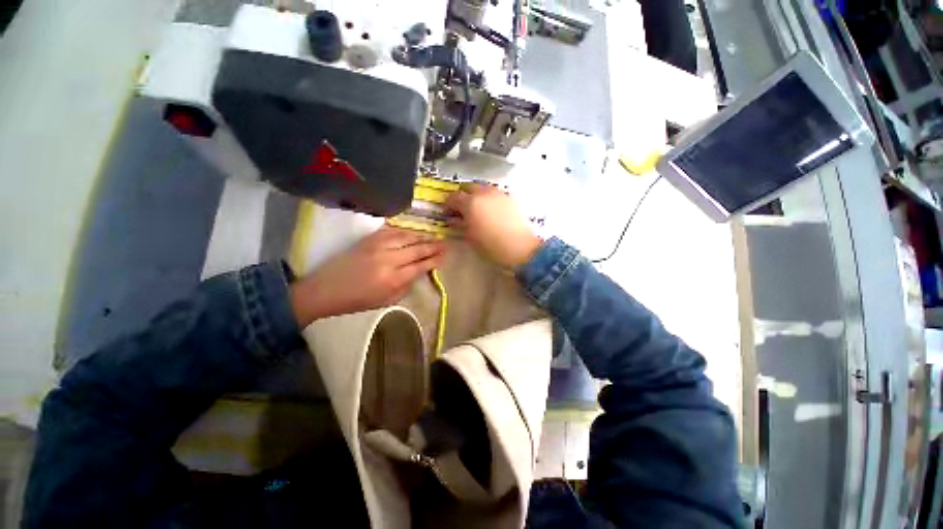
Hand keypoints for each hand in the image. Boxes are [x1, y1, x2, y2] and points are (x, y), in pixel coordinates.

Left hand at [290, 226, 444, 325]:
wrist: (326, 289)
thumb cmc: (358, 301)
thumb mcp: (387, 301)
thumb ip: (406, 286)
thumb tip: (419, 272)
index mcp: (393, 279)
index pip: (421, 266)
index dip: (434, 260)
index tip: (444, 256)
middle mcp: (388, 260)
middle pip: (417, 249)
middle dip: (433, 246)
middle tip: (445, 243)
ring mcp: (378, 247)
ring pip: (406, 237)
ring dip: (422, 236)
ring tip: (433, 237)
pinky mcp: (369, 240)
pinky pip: (392, 232)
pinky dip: (405, 231)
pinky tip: (413, 233)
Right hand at [445, 183, 541, 267]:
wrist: (520, 247)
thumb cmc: (491, 245)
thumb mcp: (470, 237)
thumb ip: (459, 225)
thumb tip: (453, 219)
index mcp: (471, 203)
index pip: (453, 197)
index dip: (448, 205)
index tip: (447, 213)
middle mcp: (484, 193)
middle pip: (467, 187)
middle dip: (461, 195)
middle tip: (460, 209)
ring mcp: (498, 193)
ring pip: (482, 187)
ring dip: (475, 195)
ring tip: (476, 209)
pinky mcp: (509, 198)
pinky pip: (494, 192)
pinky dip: (488, 197)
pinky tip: (490, 210)